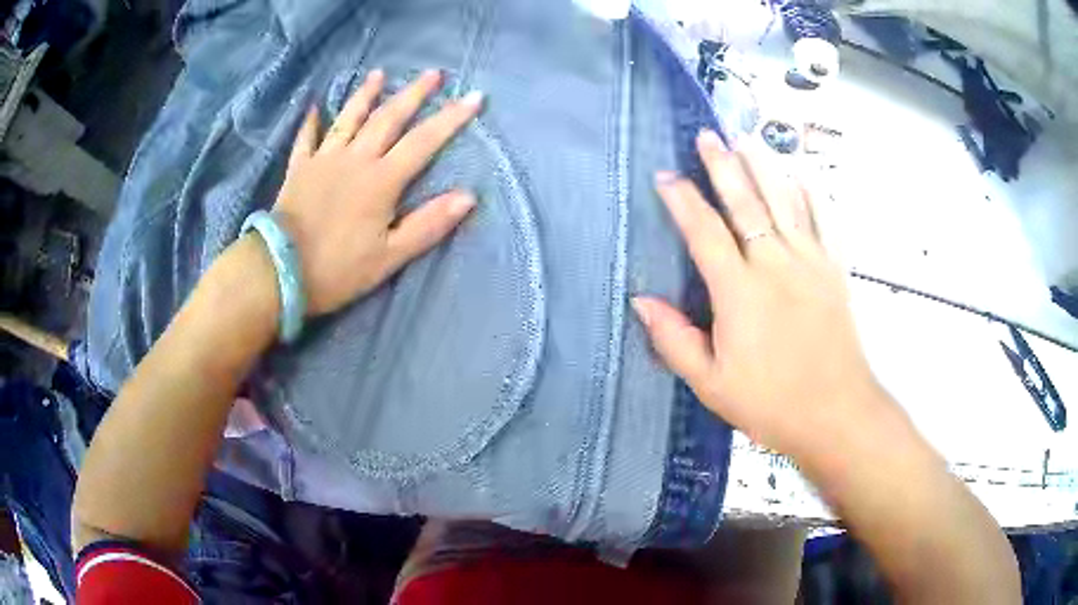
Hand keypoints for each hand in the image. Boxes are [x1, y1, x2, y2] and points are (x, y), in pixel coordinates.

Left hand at [272, 69, 483, 315]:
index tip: (474, 97)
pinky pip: (306, 139)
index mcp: (381, 180)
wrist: (280, 271)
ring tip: (379, 74)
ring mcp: (324, 159)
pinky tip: (314, 107)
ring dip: (366, 94)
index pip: (424, 141)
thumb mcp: (390, 256)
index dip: (451, 118)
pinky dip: (311, 122)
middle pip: (389, 118)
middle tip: (432, 73)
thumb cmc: (338, 269)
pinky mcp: (299, 169)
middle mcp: (355, 159)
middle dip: (414, 93)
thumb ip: (428, 225)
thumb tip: (468, 197)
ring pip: (349, 118)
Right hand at [633, 130, 886, 458]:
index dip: (682, 200)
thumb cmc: (770, 403)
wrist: (835, 413)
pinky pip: (823, 221)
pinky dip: (811, 194)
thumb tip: (641, 302)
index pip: (704, 232)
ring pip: (784, 200)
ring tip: (747, 138)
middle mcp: (774, 264)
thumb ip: (674, 339)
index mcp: (739, 291)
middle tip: (707, 135)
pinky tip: (801, 176)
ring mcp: (809, 262)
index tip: (665, 175)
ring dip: (764, 166)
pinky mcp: (834, 270)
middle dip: (723, 165)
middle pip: (745, 202)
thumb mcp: (711, 383)